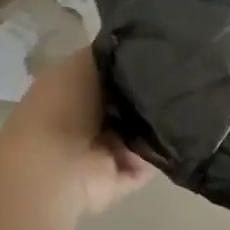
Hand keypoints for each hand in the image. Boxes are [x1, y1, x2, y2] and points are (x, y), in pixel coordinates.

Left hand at [0, 48, 155, 217]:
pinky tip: (171, 133)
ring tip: (177, 104)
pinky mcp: (115, 180)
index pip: (109, 72)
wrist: (52, 168)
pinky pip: (146, 162)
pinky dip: (158, 152)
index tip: (157, 53)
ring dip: (155, 122)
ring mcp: (99, 152)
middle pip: (127, 101)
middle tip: (172, 78)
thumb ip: (111, 54)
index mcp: (71, 89)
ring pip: (139, 131)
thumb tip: (135, 49)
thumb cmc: (61, 106)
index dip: (132, 62)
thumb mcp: (83, 62)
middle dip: (149, 92)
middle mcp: (85, 119)